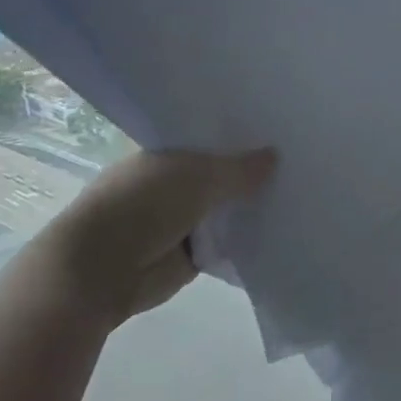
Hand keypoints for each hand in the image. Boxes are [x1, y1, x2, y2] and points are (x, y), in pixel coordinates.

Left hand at [43, 147, 276, 325]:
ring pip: (226, 210)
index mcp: (167, 153)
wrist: (101, 270)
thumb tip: (275, 156)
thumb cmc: (142, 206)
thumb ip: (239, 169)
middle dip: (251, 173)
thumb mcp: (198, 176)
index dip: (241, 137)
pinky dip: (246, 240)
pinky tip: (281, 229)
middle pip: (222, 175)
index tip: (279, 130)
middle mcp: (174, 183)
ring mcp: (181, 220)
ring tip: (299, 192)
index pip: (210, 139)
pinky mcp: (190, 256)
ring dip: (250, 208)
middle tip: (299, 161)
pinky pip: (227, 243)